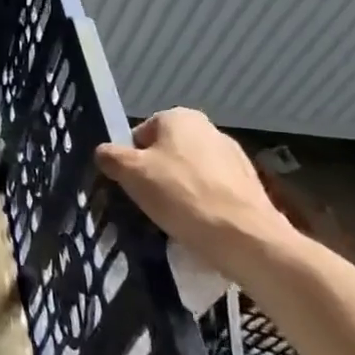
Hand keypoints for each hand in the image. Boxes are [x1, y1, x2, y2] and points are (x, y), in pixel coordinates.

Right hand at [96, 108, 297, 274]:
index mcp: (180, 117)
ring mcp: (234, 158)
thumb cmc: (181, 194)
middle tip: (148, 203)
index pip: (140, 135)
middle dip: (155, 176)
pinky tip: (199, 226)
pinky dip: (203, 205)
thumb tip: (104, 153)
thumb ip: (110, 156)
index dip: (130, 161)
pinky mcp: (250, 186)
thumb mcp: (130, 172)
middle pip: (166, 153)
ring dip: (179, 192)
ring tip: (174, 220)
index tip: (130, 186)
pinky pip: (213, 193)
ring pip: (190, 174)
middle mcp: (209, 129)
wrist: (246, 238)